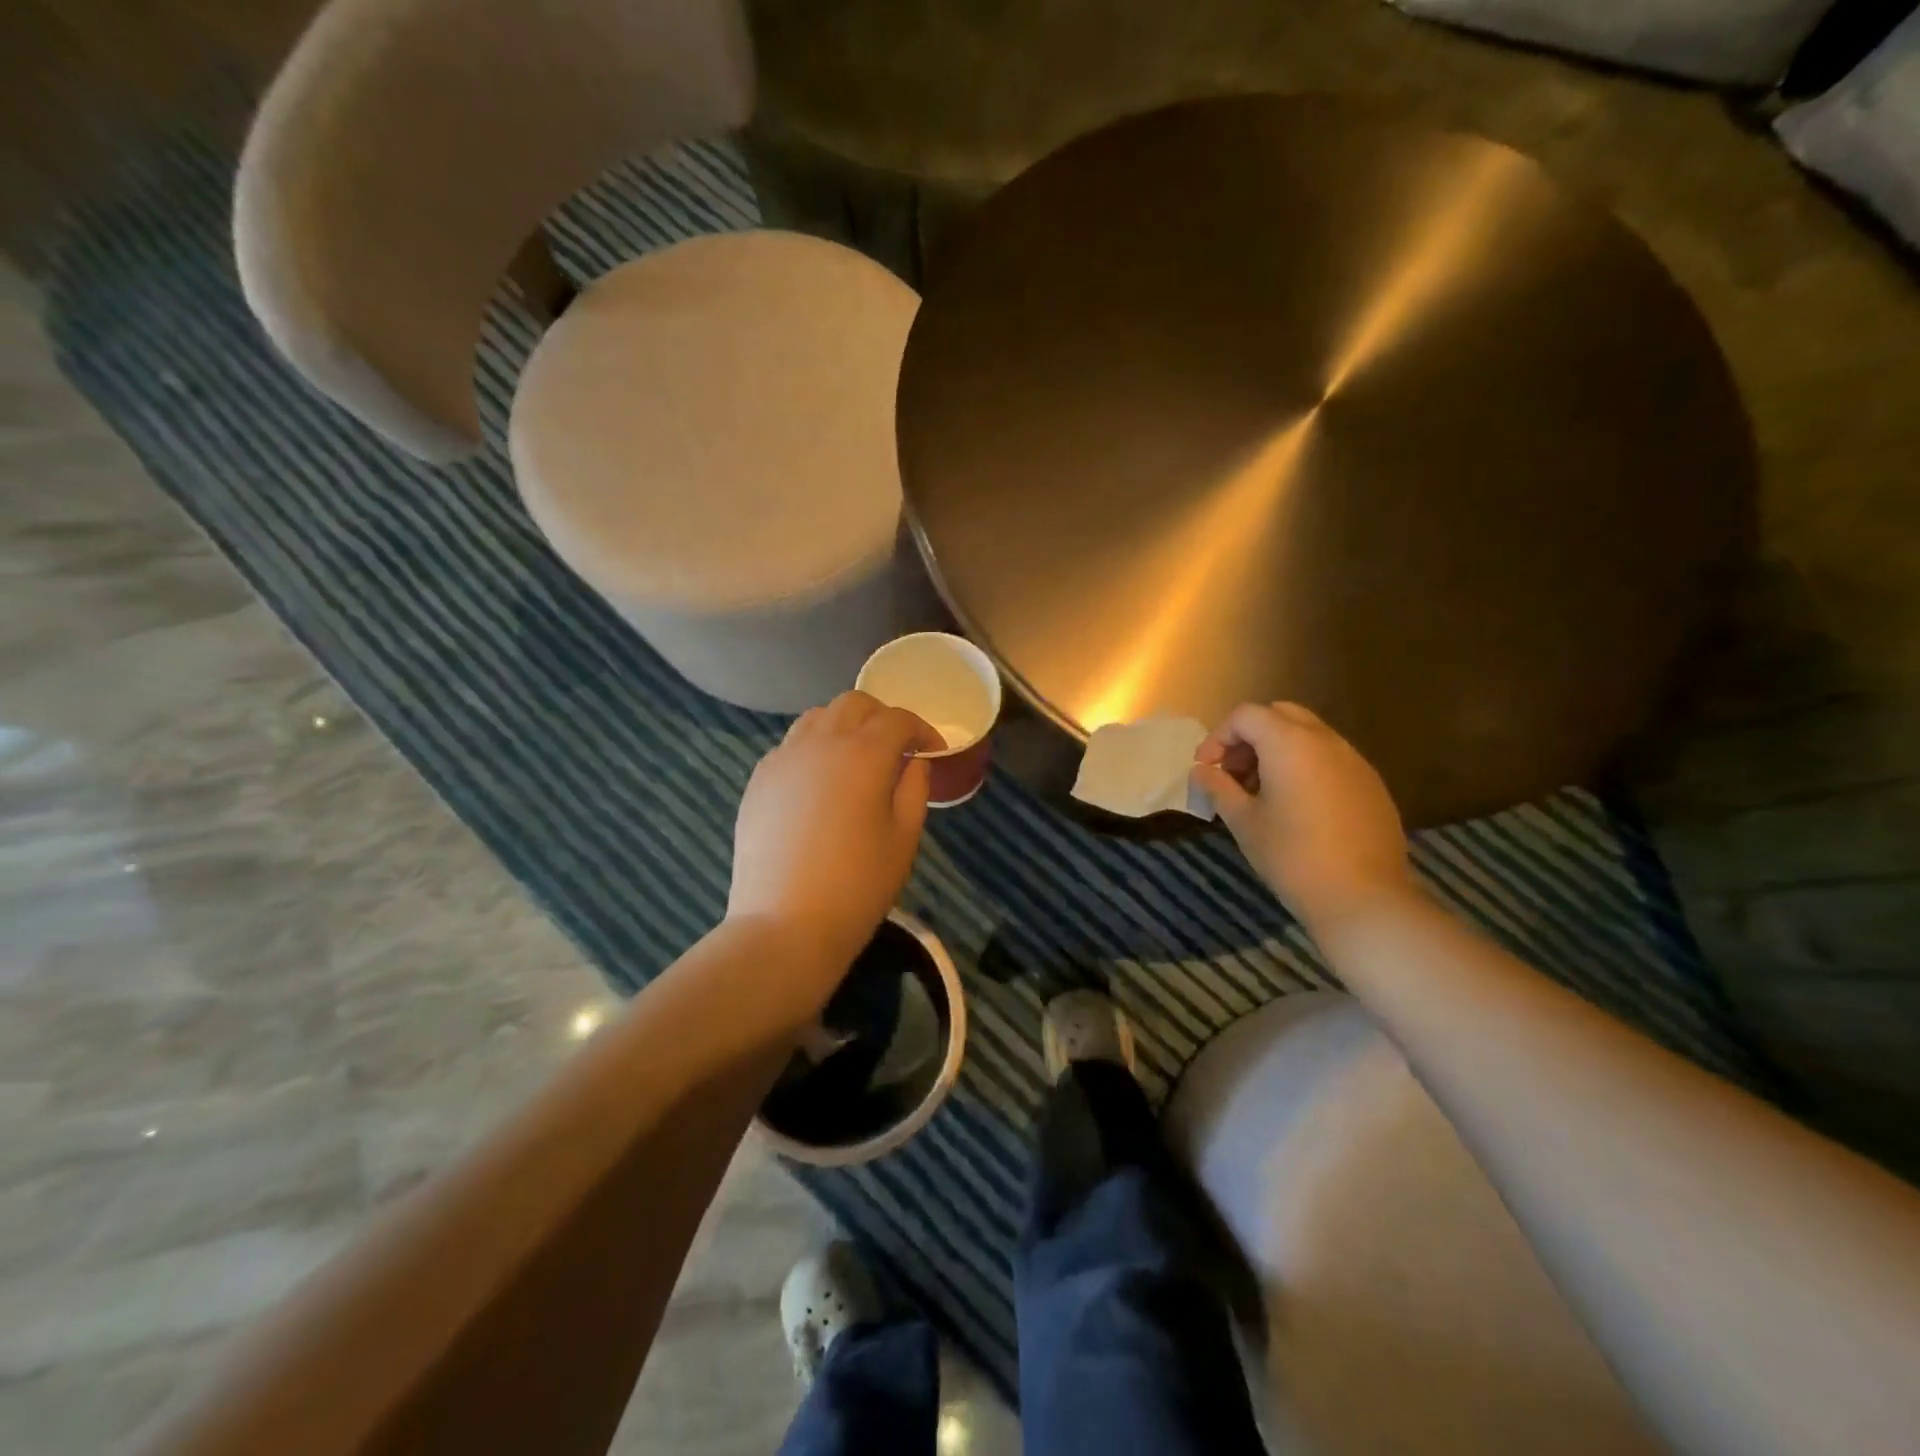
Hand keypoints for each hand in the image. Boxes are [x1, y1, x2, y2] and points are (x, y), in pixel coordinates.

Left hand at [729, 692, 940, 973]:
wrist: (785, 924)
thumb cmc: (858, 885)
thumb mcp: (904, 838)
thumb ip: (914, 788)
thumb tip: (913, 762)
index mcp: (865, 753)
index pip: (898, 719)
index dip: (922, 730)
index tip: (934, 751)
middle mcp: (821, 742)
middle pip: (854, 704)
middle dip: (882, 717)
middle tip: (897, 747)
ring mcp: (783, 758)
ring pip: (817, 718)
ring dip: (844, 726)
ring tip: (856, 758)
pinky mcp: (759, 780)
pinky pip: (791, 745)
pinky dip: (813, 748)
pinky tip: (820, 782)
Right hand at [1193, 702, 1411, 929]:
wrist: (1363, 898)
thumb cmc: (1292, 856)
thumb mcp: (1243, 822)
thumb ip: (1218, 788)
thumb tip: (1201, 772)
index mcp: (1289, 742)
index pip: (1245, 715)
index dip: (1218, 737)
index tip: (1206, 771)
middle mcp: (1325, 740)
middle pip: (1279, 715)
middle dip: (1249, 738)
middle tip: (1234, 774)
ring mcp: (1354, 760)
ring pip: (1307, 735)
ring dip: (1277, 751)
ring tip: (1262, 793)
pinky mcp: (1371, 783)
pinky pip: (1330, 758)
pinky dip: (1304, 767)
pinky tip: (1297, 807)